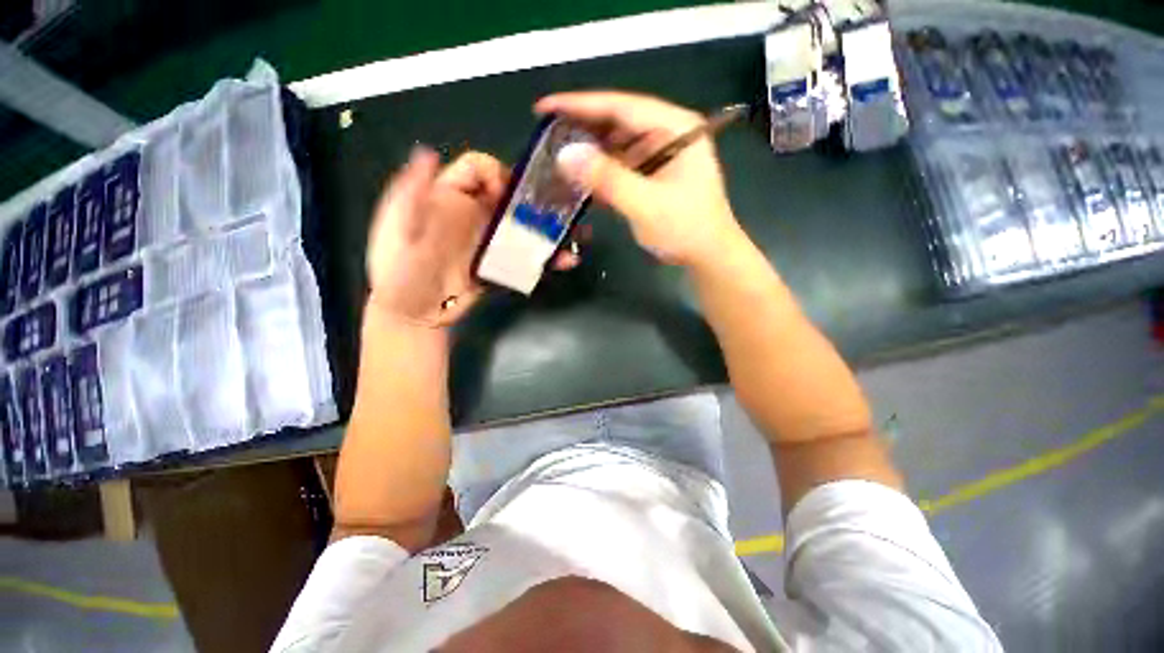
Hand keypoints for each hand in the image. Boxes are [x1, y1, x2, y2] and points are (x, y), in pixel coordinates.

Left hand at [366, 147, 582, 327]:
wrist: (413, 316)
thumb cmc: (398, 271)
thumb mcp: (397, 229)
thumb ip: (411, 193)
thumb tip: (428, 151)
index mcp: (448, 197)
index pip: (478, 168)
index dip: (497, 173)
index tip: (508, 195)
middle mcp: (473, 214)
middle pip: (509, 196)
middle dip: (536, 200)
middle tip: (561, 212)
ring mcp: (489, 242)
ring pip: (523, 226)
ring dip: (549, 230)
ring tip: (574, 235)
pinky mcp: (500, 265)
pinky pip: (526, 256)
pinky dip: (546, 258)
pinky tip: (565, 261)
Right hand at [536, 91, 746, 268]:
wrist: (708, 255)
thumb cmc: (685, 228)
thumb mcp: (646, 204)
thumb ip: (608, 178)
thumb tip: (566, 155)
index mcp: (674, 127)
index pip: (621, 106)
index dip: (581, 105)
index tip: (546, 107)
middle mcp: (667, 133)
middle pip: (617, 122)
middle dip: (582, 129)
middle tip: (547, 135)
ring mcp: (660, 155)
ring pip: (617, 145)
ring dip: (590, 152)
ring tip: (559, 157)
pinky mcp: (653, 175)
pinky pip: (622, 166)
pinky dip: (602, 172)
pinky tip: (581, 178)